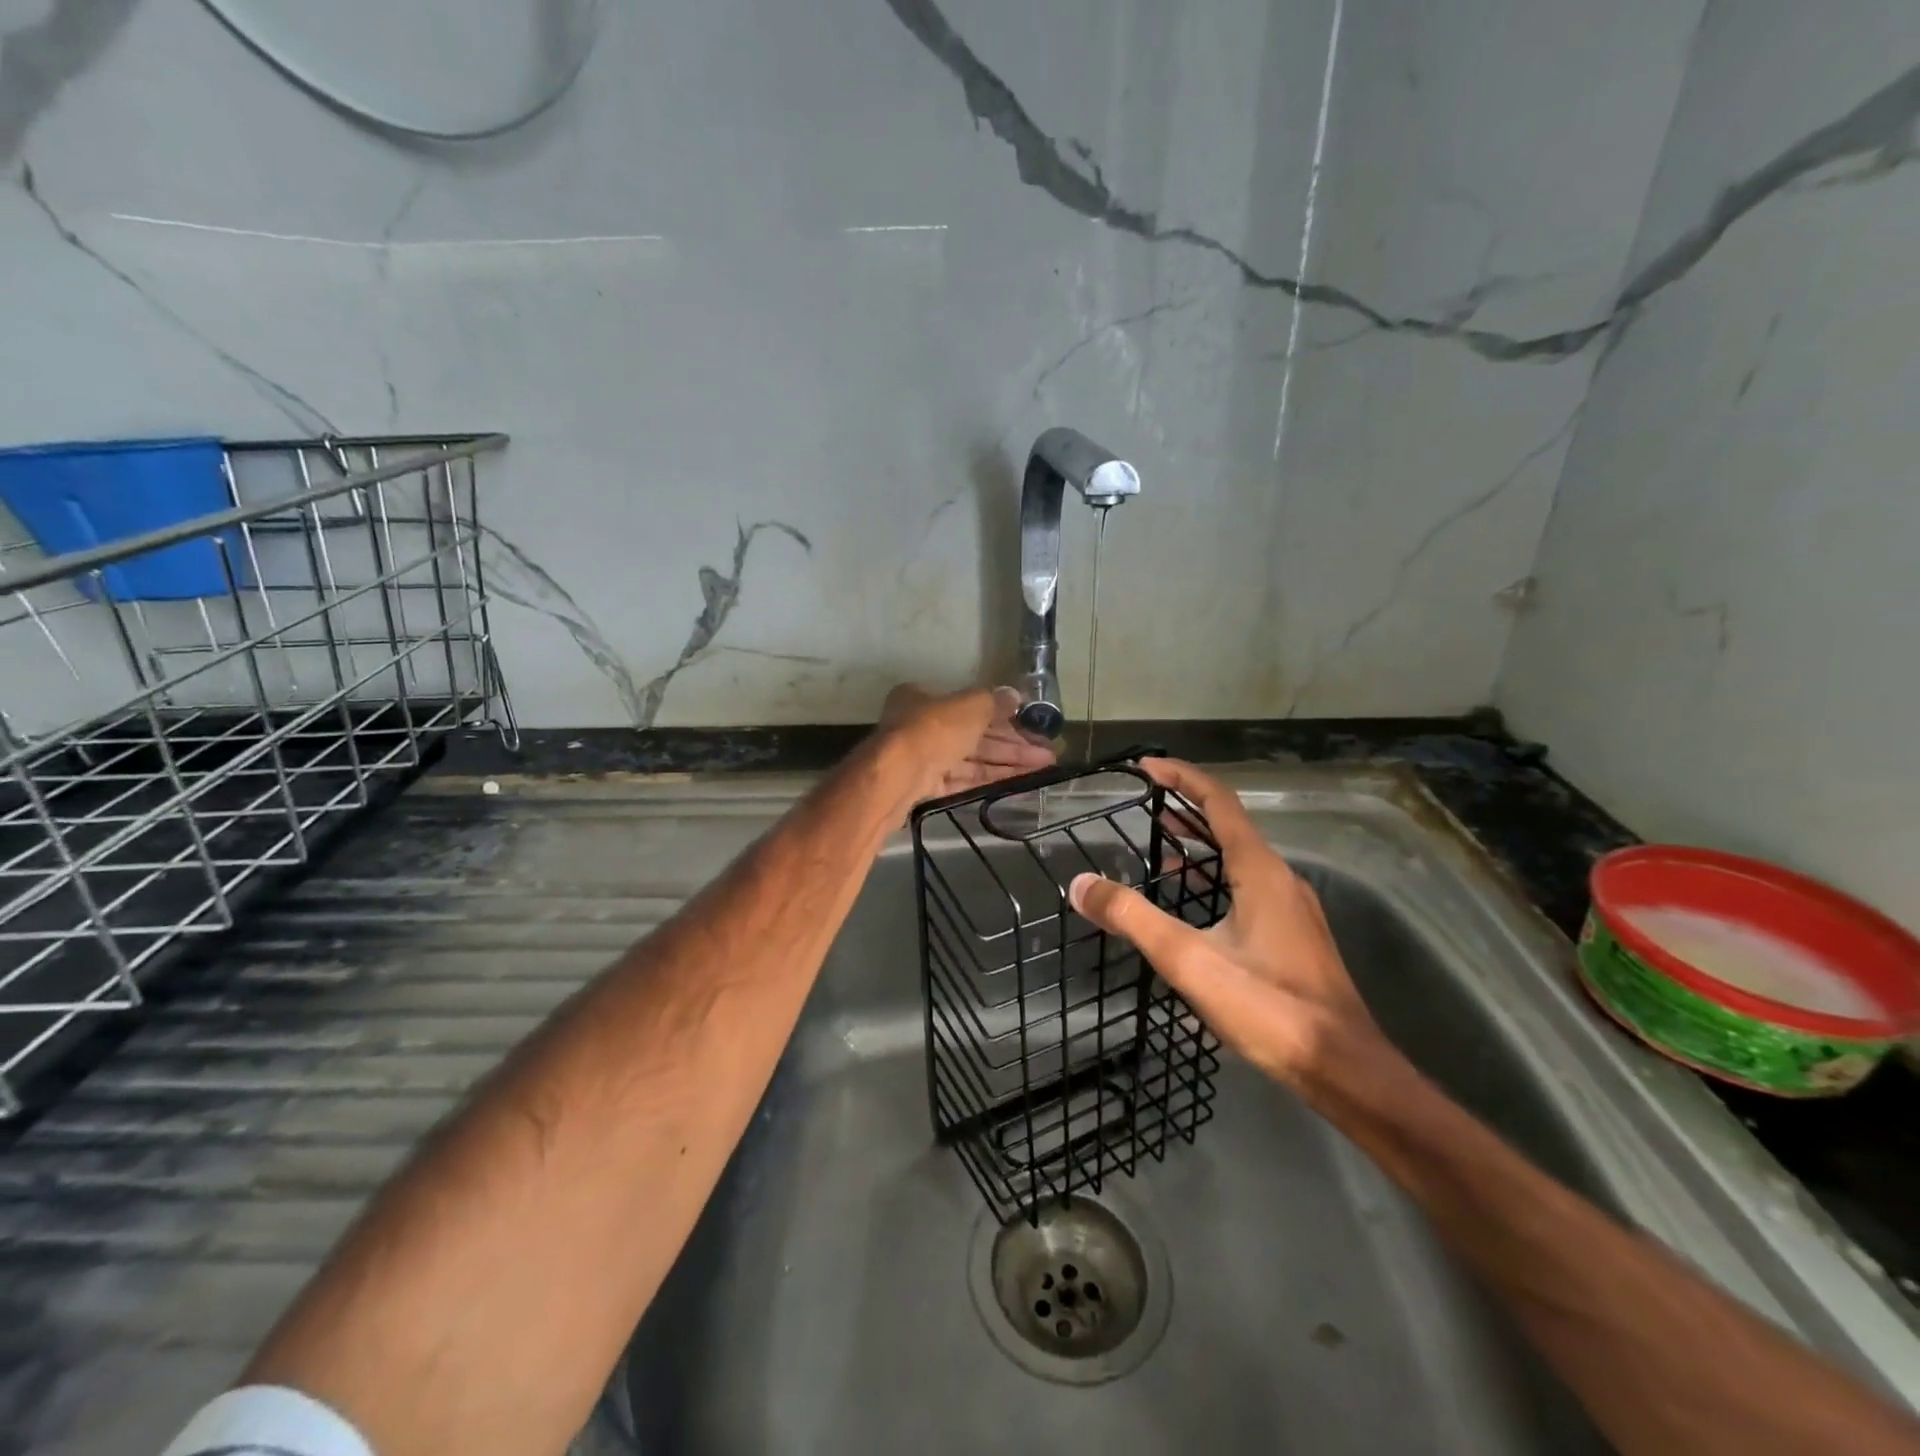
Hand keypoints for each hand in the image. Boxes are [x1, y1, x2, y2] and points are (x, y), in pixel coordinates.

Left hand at [878, 684, 1055, 805]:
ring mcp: (921, 758)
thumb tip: (1015, 694)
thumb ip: (994, 701)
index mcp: (924, 698)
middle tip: (1047, 754)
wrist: (895, 778)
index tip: (1031, 726)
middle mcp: (920, 725)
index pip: (971, 705)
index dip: (1004, 715)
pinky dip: (988, 780)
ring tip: (1043, 769)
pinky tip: (1017, 783)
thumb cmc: (933, 730)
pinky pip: (962, 780)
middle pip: (974, 734)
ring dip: (1007, 763)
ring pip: (971, 759)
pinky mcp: (923, 786)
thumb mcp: (969, 706)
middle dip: (1012, 744)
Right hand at [1068, 759, 1389, 1095]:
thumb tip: (1082, 884)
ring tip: (1156, 847)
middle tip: (1142, 803)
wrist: (1344, 1068)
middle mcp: (1280, 877)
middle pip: (1229, 824)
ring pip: (1239, 857)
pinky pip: (1246, 884)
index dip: (1181, 777)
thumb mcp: (1190, 960)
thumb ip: (1132, 918)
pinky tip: (1190, 902)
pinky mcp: (1291, 934)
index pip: (1219, 801)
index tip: (1144, 767)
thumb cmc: (1268, 1006)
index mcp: (1260, 870)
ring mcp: (1291, 907)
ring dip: (1198, 844)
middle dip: (1185, 807)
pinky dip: (1213, 876)